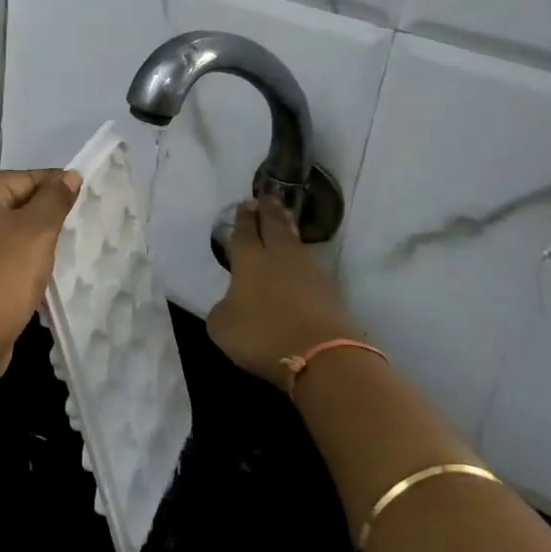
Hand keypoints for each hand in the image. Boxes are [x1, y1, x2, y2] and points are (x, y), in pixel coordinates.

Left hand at [0, 169, 82, 381]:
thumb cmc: (2, 273)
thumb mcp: (37, 230)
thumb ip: (54, 199)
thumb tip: (69, 175)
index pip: (20, 178)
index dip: (53, 186)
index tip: (81, 198)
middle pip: (7, 206)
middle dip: (40, 216)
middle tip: (72, 229)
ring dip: (26, 244)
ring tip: (57, 256)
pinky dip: (11, 267)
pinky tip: (32, 281)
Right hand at [207, 199, 359, 393]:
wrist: (321, 355)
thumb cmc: (262, 335)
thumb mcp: (222, 326)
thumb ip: (223, 308)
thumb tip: (231, 302)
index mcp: (248, 260)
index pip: (244, 231)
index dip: (243, 217)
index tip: (245, 204)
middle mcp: (278, 256)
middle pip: (273, 225)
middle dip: (268, 210)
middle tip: (267, 196)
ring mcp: (307, 270)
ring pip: (294, 240)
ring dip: (287, 226)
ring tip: (284, 217)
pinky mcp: (328, 289)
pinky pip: (309, 262)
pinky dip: (301, 255)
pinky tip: (300, 257)